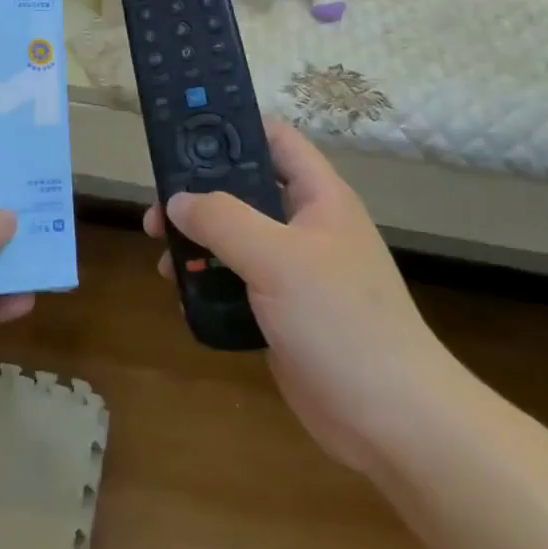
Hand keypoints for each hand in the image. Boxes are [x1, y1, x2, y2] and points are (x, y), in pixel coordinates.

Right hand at [144, 122, 451, 469]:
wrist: (391, 420)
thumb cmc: (340, 321)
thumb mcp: (277, 258)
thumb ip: (222, 219)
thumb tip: (177, 200)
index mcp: (319, 197)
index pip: (274, 139)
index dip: (232, 128)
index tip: (181, 137)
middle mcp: (306, 226)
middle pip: (244, 190)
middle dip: (198, 195)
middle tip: (155, 209)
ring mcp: (294, 270)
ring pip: (235, 237)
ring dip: (197, 241)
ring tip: (163, 256)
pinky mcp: (282, 310)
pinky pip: (236, 280)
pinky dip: (208, 279)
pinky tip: (182, 292)